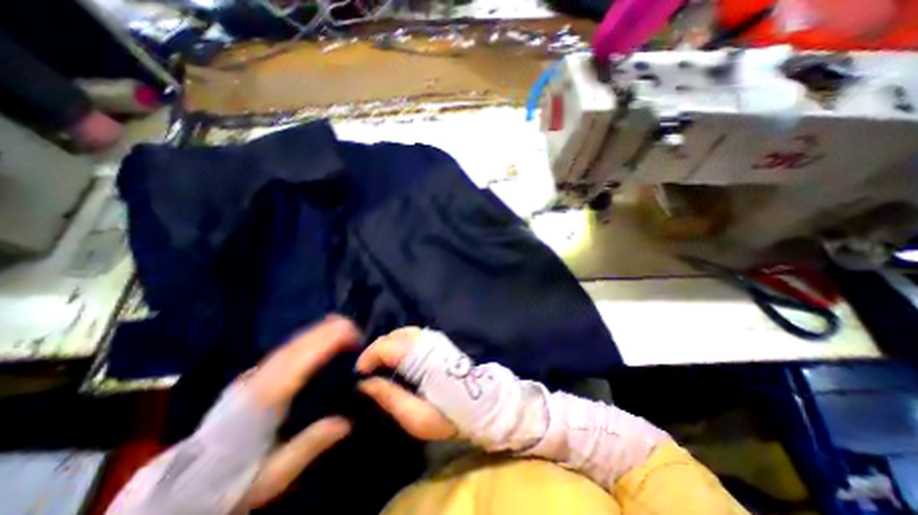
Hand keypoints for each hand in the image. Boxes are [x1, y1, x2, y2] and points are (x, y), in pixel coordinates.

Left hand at [238, 315, 355, 507]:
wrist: (182, 488)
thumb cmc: (232, 480)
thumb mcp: (273, 474)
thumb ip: (310, 445)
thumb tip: (347, 422)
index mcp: (262, 403)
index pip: (297, 363)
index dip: (324, 343)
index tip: (349, 335)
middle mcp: (256, 383)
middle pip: (293, 348)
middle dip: (324, 332)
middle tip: (351, 326)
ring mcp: (250, 379)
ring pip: (286, 347)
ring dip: (314, 332)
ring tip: (339, 326)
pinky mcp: (250, 379)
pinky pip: (281, 352)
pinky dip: (302, 340)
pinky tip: (314, 339)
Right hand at [356, 329, 459, 439]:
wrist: (479, 404)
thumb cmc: (447, 416)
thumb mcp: (416, 417)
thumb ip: (389, 398)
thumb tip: (365, 383)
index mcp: (421, 360)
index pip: (389, 346)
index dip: (369, 356)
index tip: (359, 373)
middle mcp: (427, 342)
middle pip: (394, 336)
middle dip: (375, 349)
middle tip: (366, 370)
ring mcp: (434, 338)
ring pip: (402, 332)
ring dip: (386, 345)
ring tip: (377, 363)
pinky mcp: (438, 340)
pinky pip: (412, 334)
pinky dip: (398, 341)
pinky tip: (395, 356)